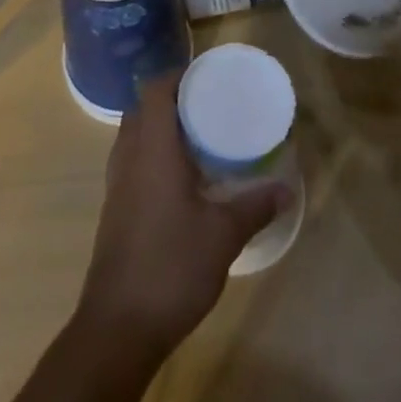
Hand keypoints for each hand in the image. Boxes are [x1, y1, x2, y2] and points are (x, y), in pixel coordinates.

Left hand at [75, 73, 286, 357]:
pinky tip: (180, 180)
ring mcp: (116, 183)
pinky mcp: (114, 208)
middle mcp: (129, 156)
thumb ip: (255, 206)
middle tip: (207, 106)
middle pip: (142, 108)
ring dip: (160, 128)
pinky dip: (152, 155)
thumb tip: (286, 188)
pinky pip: (131, 161)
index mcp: (152, 149)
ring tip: (197, 138)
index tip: (206, 77)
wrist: (118, 326)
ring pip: (134, 135)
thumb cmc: (171, 267)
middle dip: (171, 100)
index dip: (177, 75)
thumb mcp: (223, 236)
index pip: (155, 89)